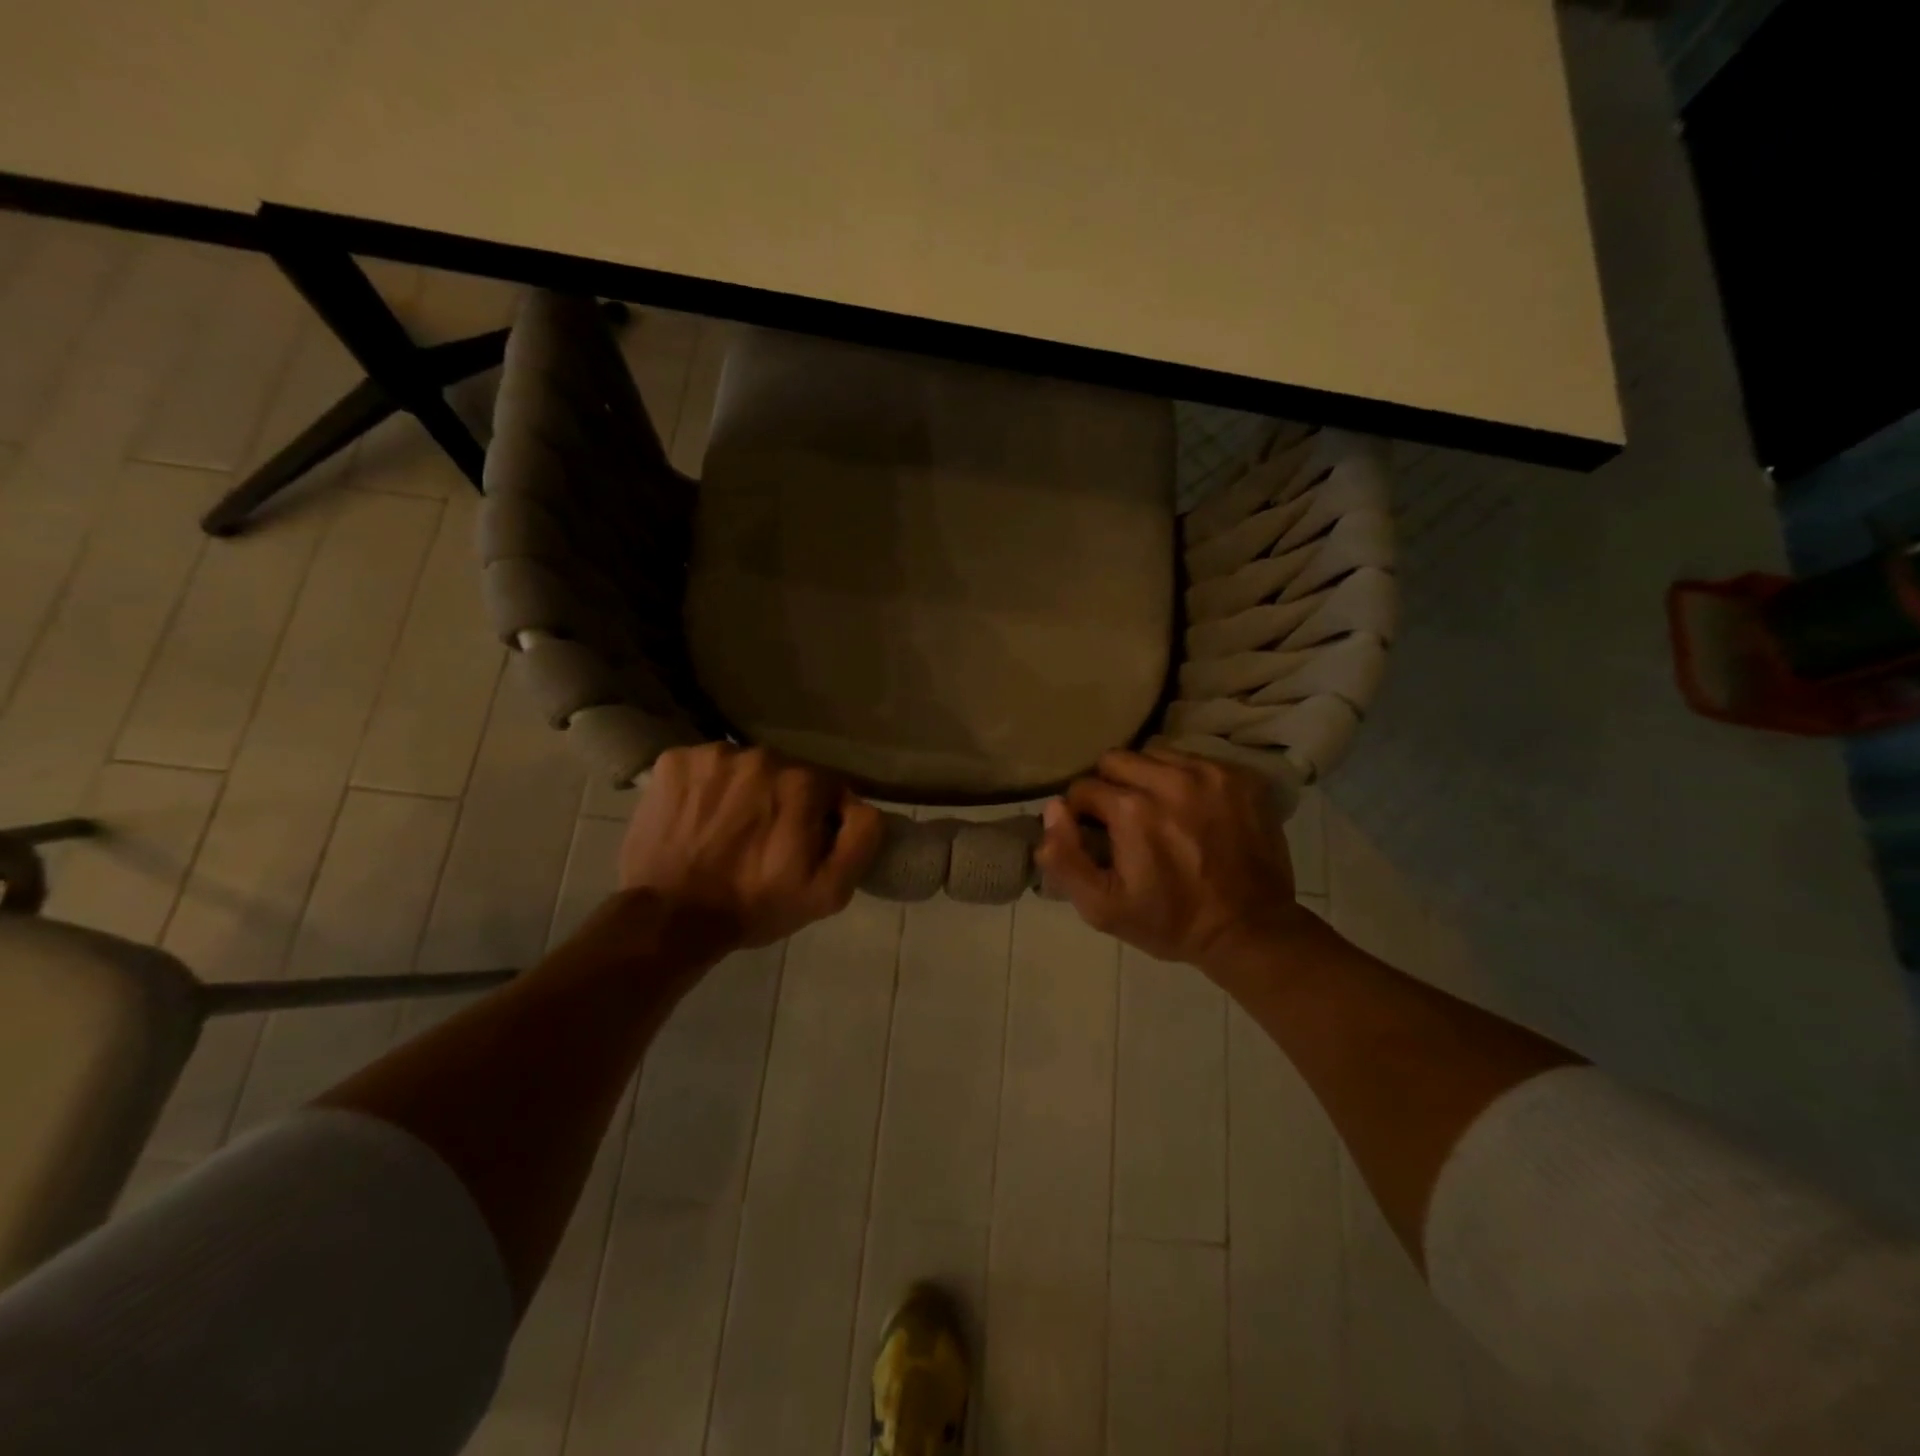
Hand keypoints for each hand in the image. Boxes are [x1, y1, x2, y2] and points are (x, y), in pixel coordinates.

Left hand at [619, 743, 883, 947]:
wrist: (671, 918)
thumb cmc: (755, 905)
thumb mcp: (830, 891)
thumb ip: (862, 838)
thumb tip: (862, 804)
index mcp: (803, 782)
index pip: (826, 789)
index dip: (816, 819)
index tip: (798, 847)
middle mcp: (761, 755)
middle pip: (784, 774)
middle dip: (779, 803)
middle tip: (761, 843)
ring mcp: (713, 755)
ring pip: (744, 769)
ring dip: (742, 793)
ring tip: (726, 832)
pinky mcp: (674, 760)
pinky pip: (704, 767)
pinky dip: (705, 788)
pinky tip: (697, 819)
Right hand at [1034, 748, 1315, 968]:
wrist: (1251, 930)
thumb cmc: (1170, 921)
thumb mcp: (1102, 908)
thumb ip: (1064, 858)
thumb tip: (1053, 809)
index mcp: (1133, 810)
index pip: (1083, 787)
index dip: (1082, 814)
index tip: (1097, 838)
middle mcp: (1171, 779)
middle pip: (1116, 759)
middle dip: (1110, 787)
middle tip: (1123, 821)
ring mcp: (1211, 774)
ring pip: (1155, 754)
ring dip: (1147, 779)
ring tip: (1158, 813)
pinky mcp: (1240, 778)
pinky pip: (1194, 761)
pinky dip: (1183, 780)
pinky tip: (1192, 811)